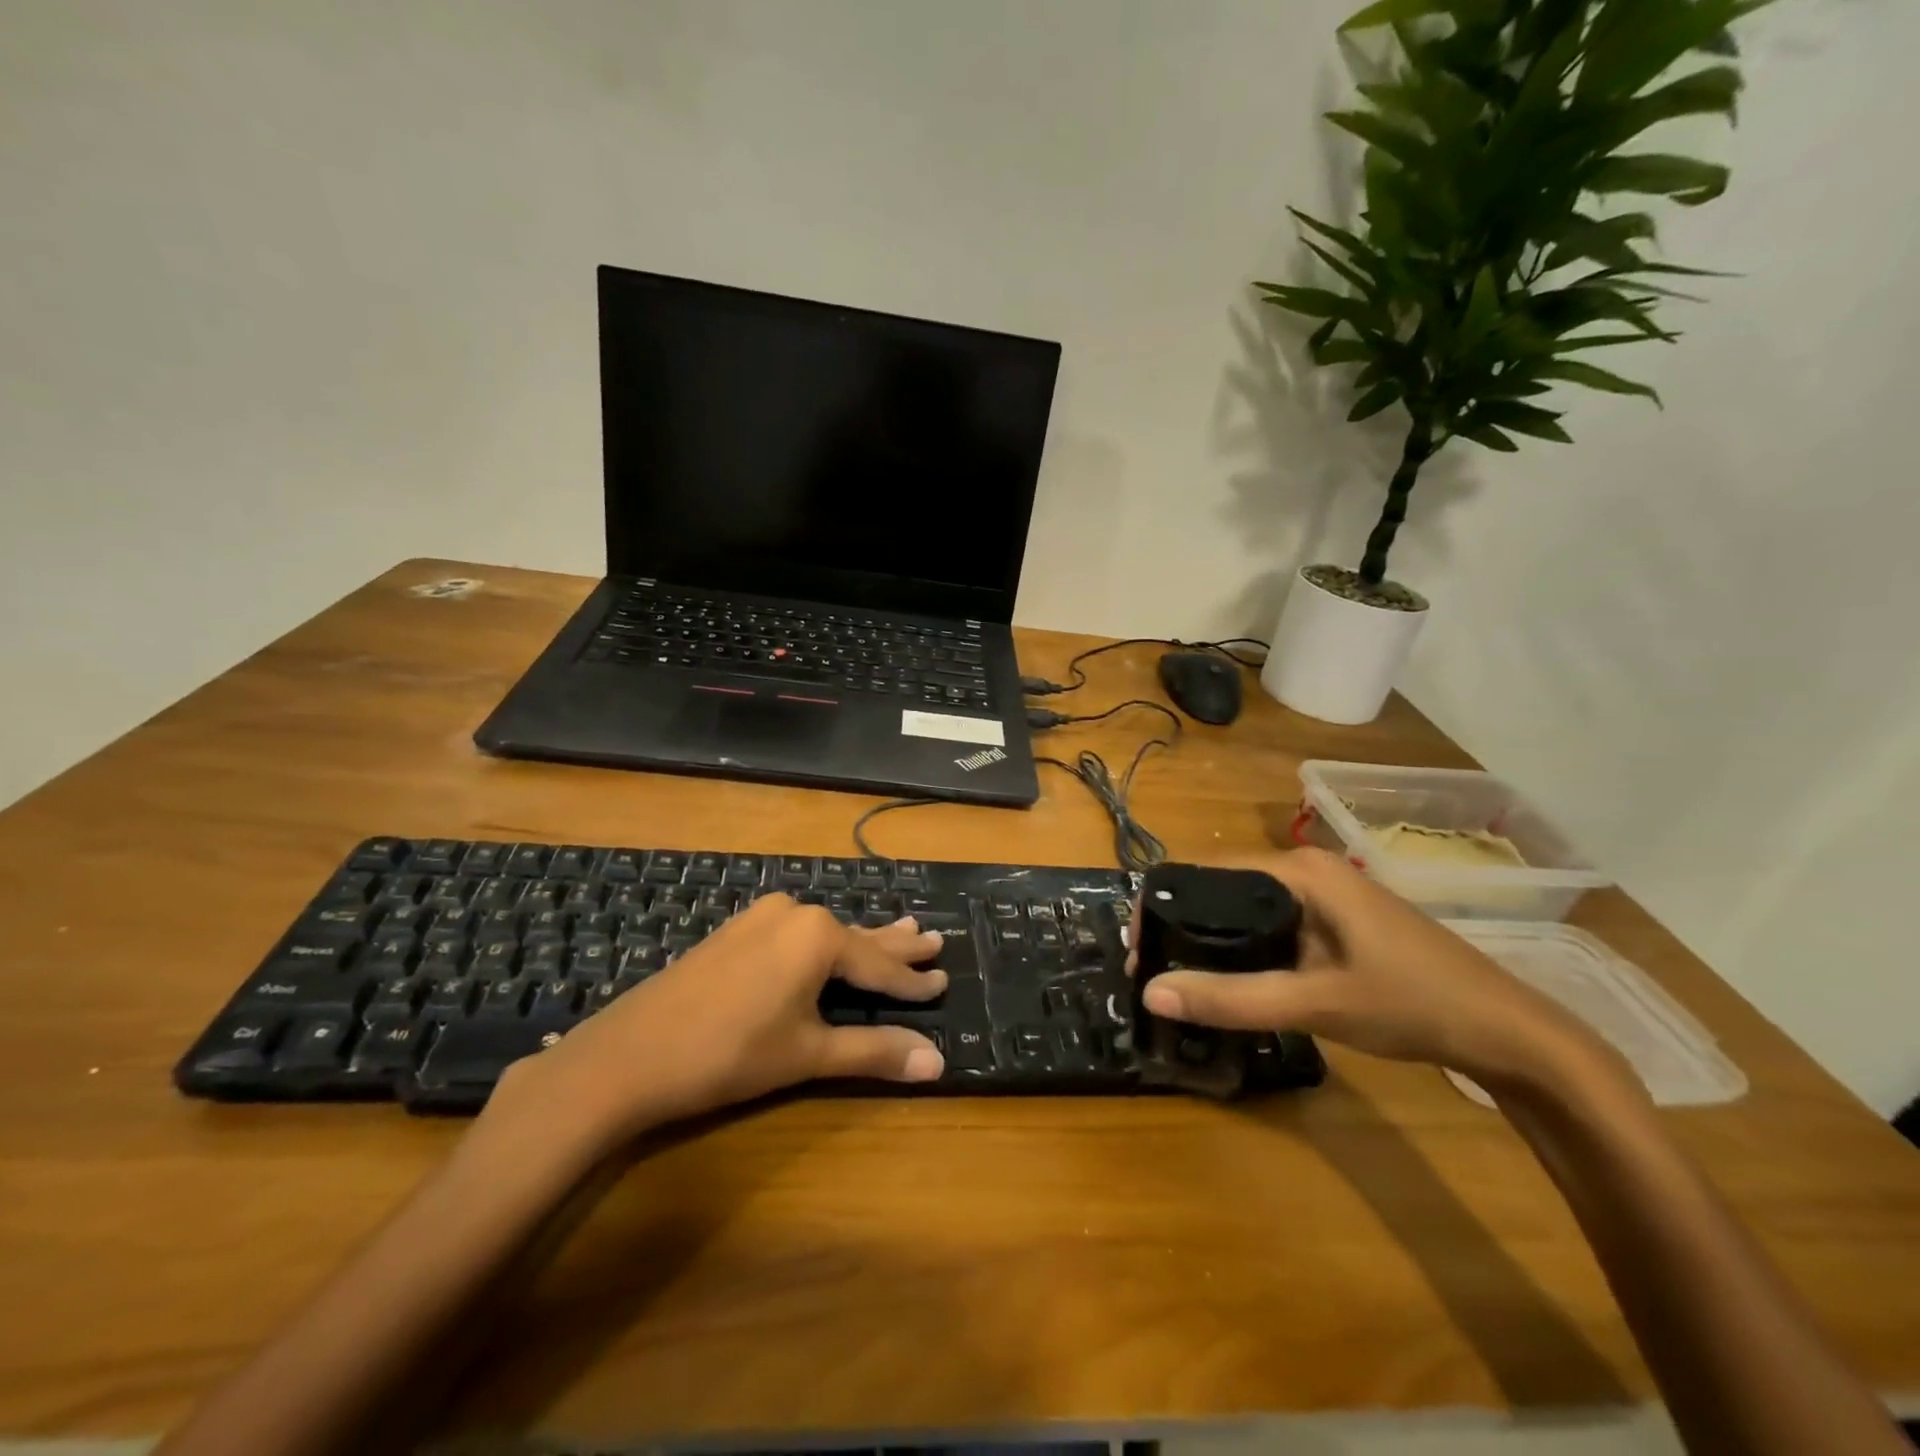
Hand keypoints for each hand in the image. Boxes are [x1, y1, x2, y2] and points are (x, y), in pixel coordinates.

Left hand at [490, 895, 947, 1141]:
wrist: (629, 1055)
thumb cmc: (729, 1054)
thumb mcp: (808, 1053)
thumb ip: (873, 1051)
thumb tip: (938, 1062)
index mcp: (818, 936)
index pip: (879, 966)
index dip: (913, 982)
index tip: (944, 981)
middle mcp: (794, 913)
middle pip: (857, 937)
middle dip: (896, 945)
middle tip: (933, 939)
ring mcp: (760, 917)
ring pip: (826, 933)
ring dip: (861, 941)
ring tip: (901, 928)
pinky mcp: (736, 931)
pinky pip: (796, 932)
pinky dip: (823, 944)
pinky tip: (830, 942)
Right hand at [1134, 848, 1616, 1090]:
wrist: (1510, 1033)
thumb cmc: (1411, 1003)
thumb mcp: (1315, 1003)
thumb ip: (1232, 998)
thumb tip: (1151, 995)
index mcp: (1299, 870)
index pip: (1204, 873)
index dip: (1163, 908)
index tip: (1140, 952)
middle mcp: (1307, 870)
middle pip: (1222, 889)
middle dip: (1183, 928)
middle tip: (1155, 974)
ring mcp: (1327, 895)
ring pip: (1247, 910)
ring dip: (1213, 941)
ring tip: (1182, 979)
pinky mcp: (1338, 921)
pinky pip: (1274, 926)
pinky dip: (1246, 949)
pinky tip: (1235, 981)